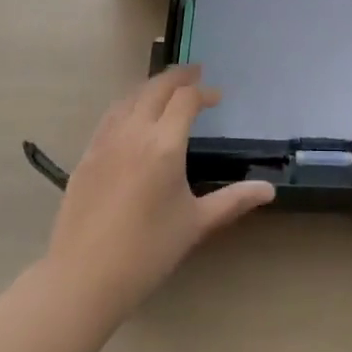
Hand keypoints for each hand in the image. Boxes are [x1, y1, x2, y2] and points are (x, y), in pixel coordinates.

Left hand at [45, 65, 274, 318]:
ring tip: (166, 88)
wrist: (82, 278)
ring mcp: (105, 141)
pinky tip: (133, 115)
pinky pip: (111, 115)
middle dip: (178, 77)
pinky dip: (129, 103)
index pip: (186, 99)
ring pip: (130, 97)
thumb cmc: (147, 252)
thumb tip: (269, 190)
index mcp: (164, 145)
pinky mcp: (87, 155)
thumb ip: (233, 201)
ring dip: (152, 86)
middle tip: (195, 73)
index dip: (204, 92)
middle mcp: (134, 132)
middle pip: (156, 87)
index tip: (217, 97)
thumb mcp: (195, 224)